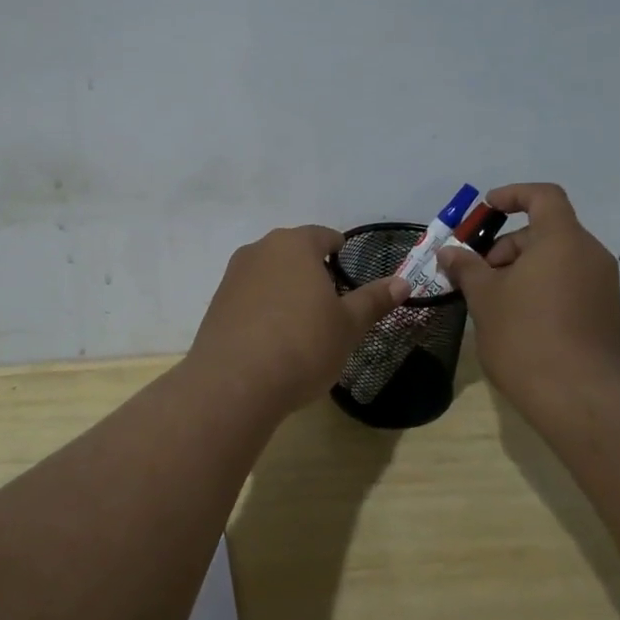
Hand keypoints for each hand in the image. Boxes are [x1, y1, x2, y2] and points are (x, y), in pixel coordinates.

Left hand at [188, 225, 408, 417]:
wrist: (234, 384)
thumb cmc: (302, 345)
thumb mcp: (348, 326)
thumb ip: (373, 300)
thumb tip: (402, 282)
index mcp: (294, 245)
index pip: (323, 236)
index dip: (339, 251)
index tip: (348, 272)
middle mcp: (259, 251)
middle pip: (293, 253)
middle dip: (312, 271)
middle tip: (331, 303)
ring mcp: (233, 277)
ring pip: (269, 274)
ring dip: (286, 290)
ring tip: (302, 323)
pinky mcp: (216, 305)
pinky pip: (249, 298)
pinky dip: (264, 309)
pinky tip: (273, 339)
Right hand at [435, 183, 619, 418]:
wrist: (581, 399)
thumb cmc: (526, 337)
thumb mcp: (485, 299)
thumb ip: (467, 268)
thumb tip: (449, 252)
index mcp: (563, 240)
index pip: (543, 196)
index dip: (513, 195)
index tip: (486, 209)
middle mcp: (591, 255)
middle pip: (547, 231)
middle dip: (508, 246)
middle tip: (479, 276)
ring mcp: (604, 286)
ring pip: (558, 260)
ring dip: (524, 270)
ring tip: (496, 303)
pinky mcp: (608, 315)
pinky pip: (571, 285)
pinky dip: (544, 289)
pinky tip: (521, 322)